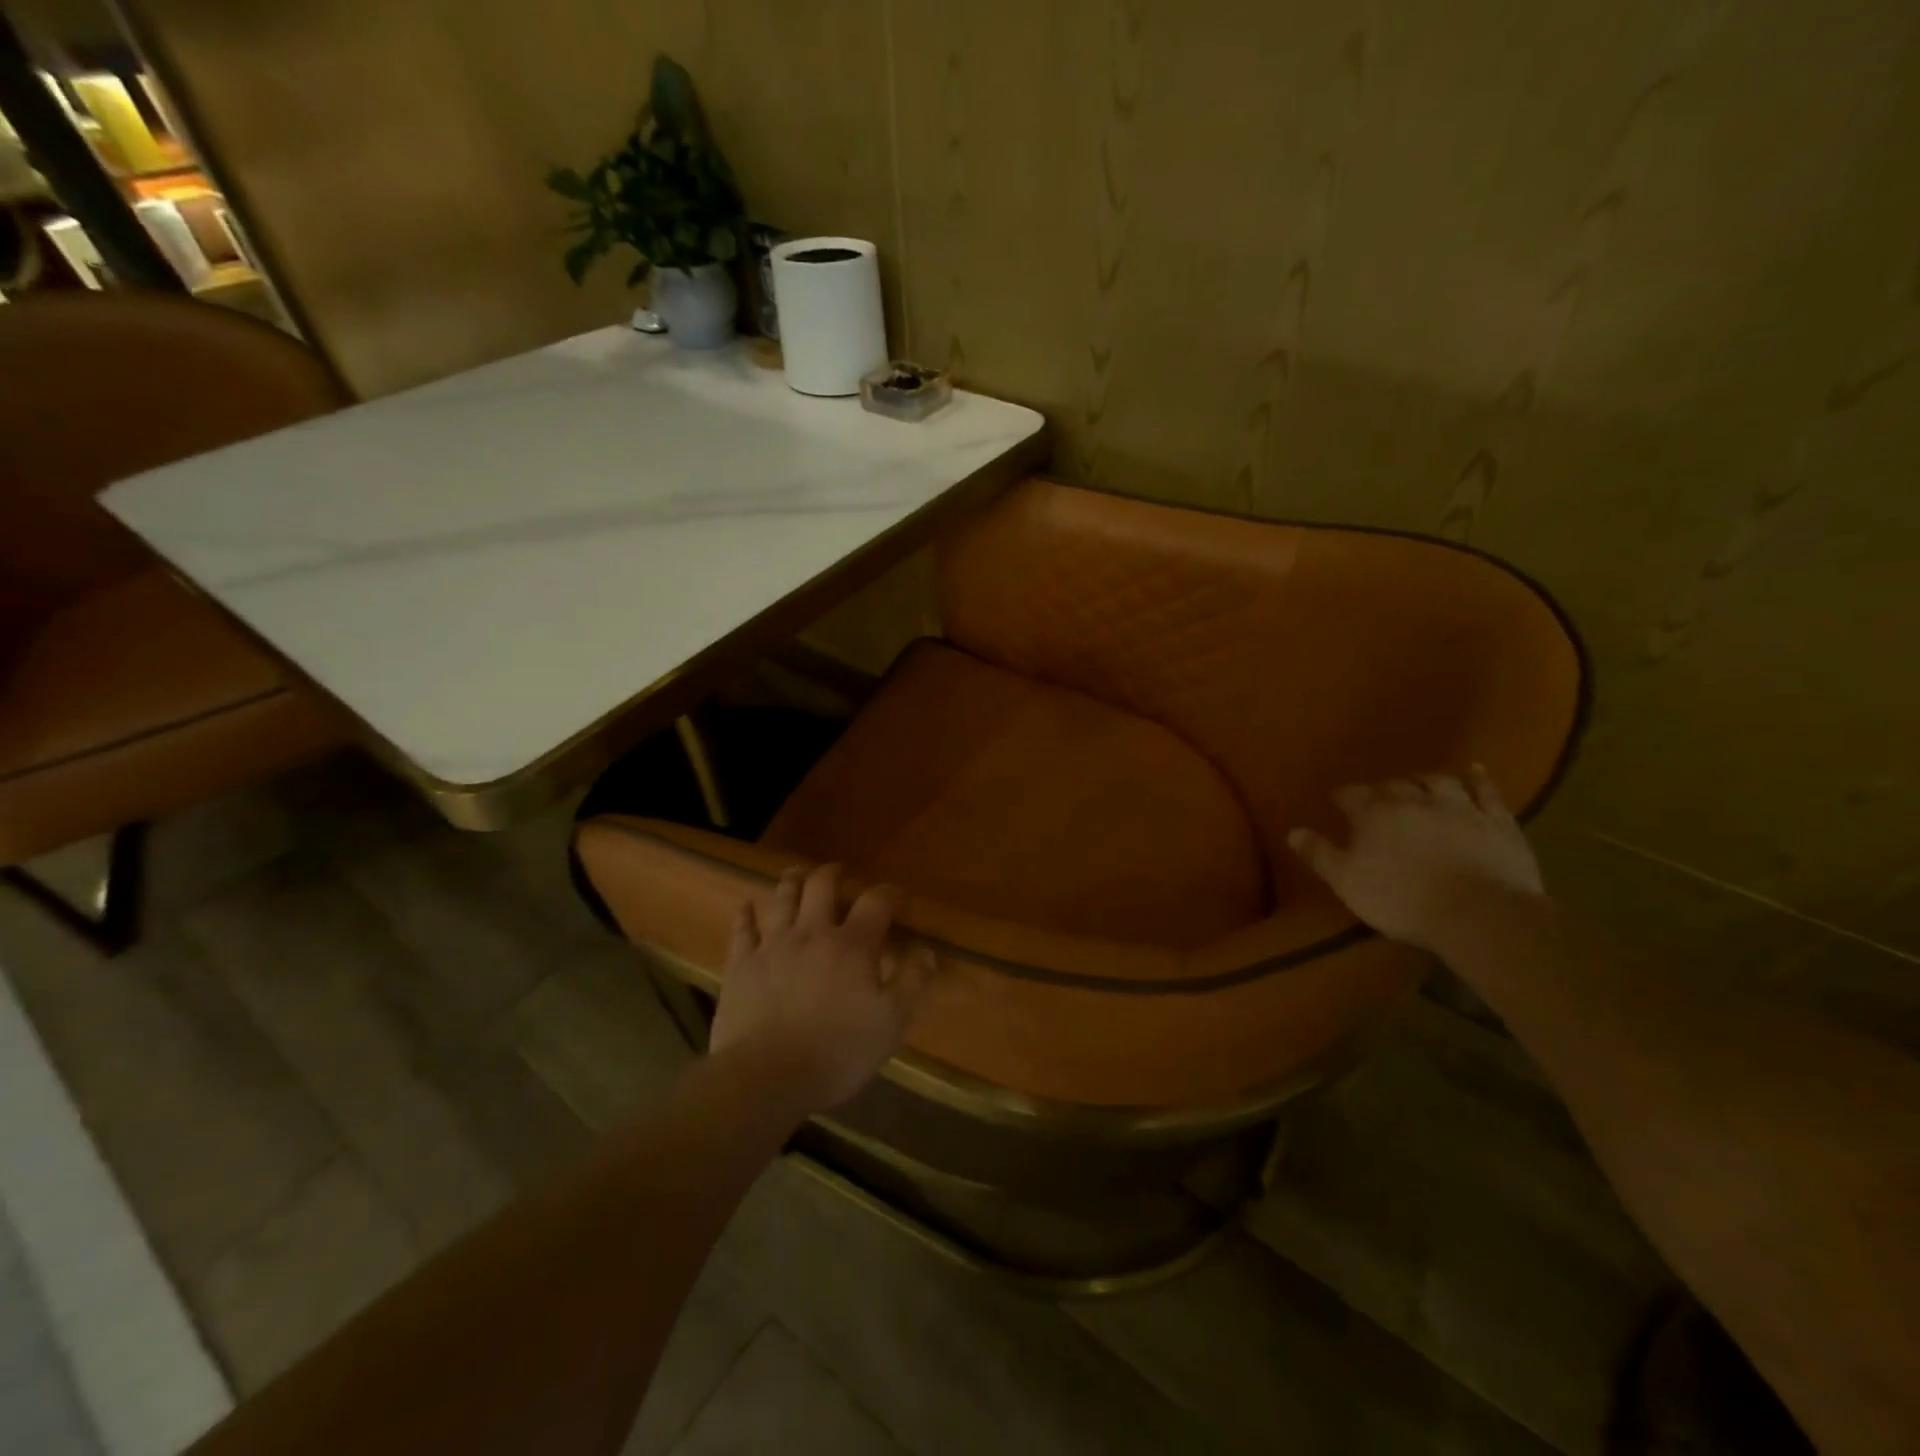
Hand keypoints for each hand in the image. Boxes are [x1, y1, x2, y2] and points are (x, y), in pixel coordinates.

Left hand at [709, 863, 932, 1113]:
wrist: (766, 1076)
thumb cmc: (837, 1052)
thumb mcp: (891, 1023)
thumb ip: (912, 982)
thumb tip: (928, 950)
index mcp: (852, 945)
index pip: (875, 903)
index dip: (888, 894)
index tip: (896, 896)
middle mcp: (812, 933)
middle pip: (822, 886)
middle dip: (833, 874)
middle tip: (839, 872)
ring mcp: (772, 945)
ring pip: (782, 898)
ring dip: (792, 881)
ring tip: (798, 874)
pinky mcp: (741, 964)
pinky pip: (742, 928)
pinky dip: (745, 913)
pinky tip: (745, 905)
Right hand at [1287, 765, 1545, 949]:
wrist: (1480, 913)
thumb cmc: (1402, 900)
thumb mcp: (1347, 882)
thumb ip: (1320, 854)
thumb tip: (1293, 831)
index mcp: (1373, 814)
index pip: (1350, 795)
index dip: (1342, 797)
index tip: (1336, 803)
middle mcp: (1414, 800)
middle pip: (1393, 785)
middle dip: (1383, 789)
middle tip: (1378, 797)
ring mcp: (1459, 807)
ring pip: (1438, 782)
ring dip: (1425, 779)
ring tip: (1418, 782)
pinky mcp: (1497, 821)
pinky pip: (1486, 791)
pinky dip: (1478, 779)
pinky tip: (1475, 770)